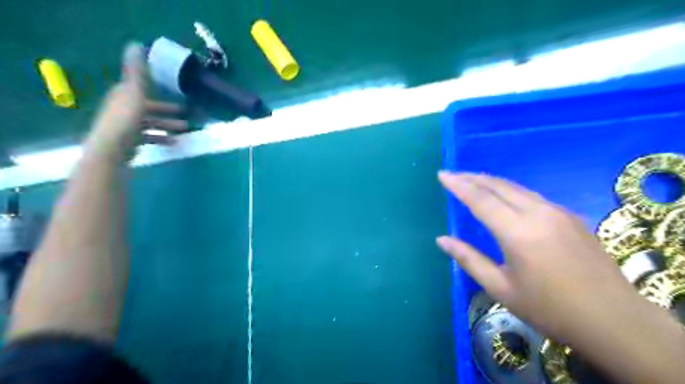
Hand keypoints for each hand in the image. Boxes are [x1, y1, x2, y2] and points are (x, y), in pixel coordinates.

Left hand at [85, 42, 187, 161]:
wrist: (113, 148)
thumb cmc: (126, 119)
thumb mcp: (135, 92)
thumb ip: (138, 72)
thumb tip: (135, 44)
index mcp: (123, 95)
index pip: (139, 89)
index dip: (155, 90)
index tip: (172, 92)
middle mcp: (123, 108)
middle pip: (148, 107)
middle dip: (167, 111)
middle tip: (186, 114)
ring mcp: (126, 126)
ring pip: (151, 123)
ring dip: (168, 125)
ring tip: (185, 130)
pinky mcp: (130, 141)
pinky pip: (149, 137)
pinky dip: (162, 138)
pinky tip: (174, 142)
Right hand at [438, 173, 636, 339]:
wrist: (614, 320)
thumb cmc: (550, 309)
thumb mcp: (501, 288)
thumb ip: (469, 259)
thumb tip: (442, 240)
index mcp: (518, 233)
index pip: (480, 199)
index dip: (458, 185)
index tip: (442, 174)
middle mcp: (538, 214)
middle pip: (498, 186)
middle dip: (472, 177)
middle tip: (453, 174)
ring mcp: (558, 212)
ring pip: (516, 187)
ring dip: (491, 181)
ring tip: (472, 180)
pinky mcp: (570, 216)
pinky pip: (531, 195)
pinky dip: (509, 190)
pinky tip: (503, 196)